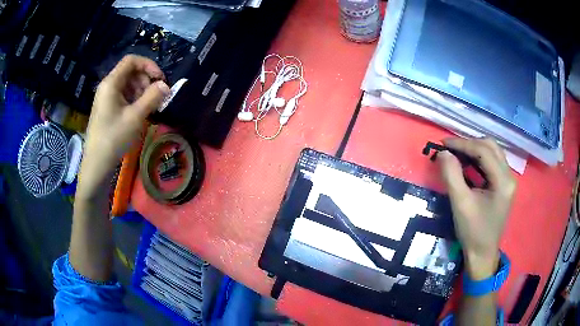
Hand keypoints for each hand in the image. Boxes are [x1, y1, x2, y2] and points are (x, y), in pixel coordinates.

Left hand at [78, 55, 169, 198]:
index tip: (160, 79)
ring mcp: (107, 98)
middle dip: (146, 80)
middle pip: (131, 72)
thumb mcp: (135, 117)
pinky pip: (124, 96)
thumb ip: (152, 97)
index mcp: (111, 83)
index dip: (148, 65)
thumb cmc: (114, 138)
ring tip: (150, 107)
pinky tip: (140, 113)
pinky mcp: (108, 108)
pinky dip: (135, 100)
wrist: (97, 164)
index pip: (131, 60)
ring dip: (142, 91)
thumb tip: (166, 85)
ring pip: (128, 84)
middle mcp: (108, 86)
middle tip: (156, 97)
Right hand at [438, 138, 515, 279]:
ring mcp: (508, 180)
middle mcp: (509, 176)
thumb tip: (443, 153)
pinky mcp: (503, 185)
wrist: (482, 254)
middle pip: (491, 147)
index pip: (483, 151)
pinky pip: (492, 162)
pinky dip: (479, 159)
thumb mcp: (460, 204)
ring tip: (457, 154)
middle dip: (469, 143)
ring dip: (474, 149)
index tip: (443, 144)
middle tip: (451, 149)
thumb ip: (451, 175)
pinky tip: (467, 164)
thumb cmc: (473, 232)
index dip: (462, 144)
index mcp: (503, 181)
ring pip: (492, 152)